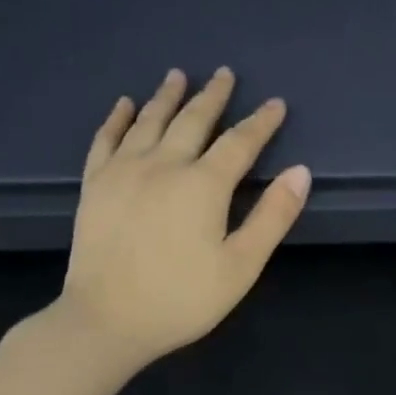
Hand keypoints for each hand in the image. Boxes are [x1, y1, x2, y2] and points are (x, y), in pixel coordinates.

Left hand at [56, 68, 309, 370]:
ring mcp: (123, 171)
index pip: (240, 142)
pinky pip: (106, 139)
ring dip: (167, 96)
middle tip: (224, 74)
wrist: (106, 321)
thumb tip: (300, 172)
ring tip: (178, 75)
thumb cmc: (181, 299)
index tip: (276, 104)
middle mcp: (163, 165)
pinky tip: (124, 105)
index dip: (261, 122)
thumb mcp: (241, 266)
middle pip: (193, 120)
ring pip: (149, 121)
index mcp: (203, 184)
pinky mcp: (95, 185)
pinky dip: (118, 118)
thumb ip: (272, 217)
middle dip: (213, 96)